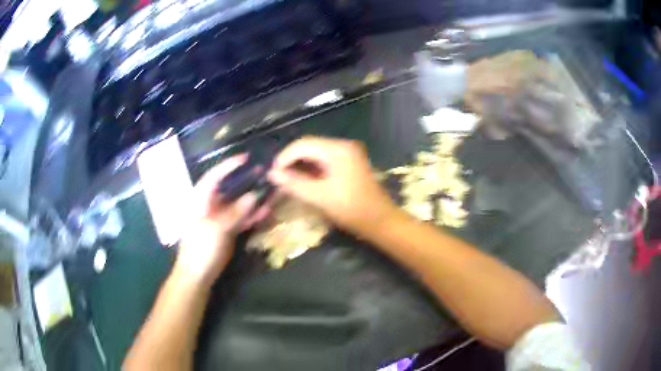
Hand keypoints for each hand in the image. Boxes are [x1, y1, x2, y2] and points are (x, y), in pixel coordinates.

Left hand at [175, 155, 268, 286]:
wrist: (197, 274)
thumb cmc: (200, 248)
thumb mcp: (215, 228)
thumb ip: (235, 211)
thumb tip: (254, 195)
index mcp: (201, 200)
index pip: (215, 176)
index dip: (229, 165)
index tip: (246, 157)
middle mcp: (211, 205)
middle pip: (230, 188)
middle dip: (246, 180)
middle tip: (265, 172)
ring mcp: (221, 218)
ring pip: (239, 203)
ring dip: (254, 198)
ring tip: (271, 190)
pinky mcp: (228, 230)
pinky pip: (243, 218)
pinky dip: (254, 214)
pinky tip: (267, 209)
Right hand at [269, 136, 397, 237]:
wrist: (381, 222)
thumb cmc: (351, 209)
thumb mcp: (319, 197)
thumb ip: (294, 183)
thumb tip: (271, 174)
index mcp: (338, 149)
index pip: (303, 144)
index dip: (284, 157)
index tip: (272, 173)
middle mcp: (343, 146)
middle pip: (310, 146)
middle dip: (292, 161)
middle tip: (278, 178)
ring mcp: (348, 154)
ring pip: (317, 154)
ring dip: (301, 165)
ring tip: (287, 180)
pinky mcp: (350, 163)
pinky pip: (325, 161)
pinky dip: (313, 170)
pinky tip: (303, 181)